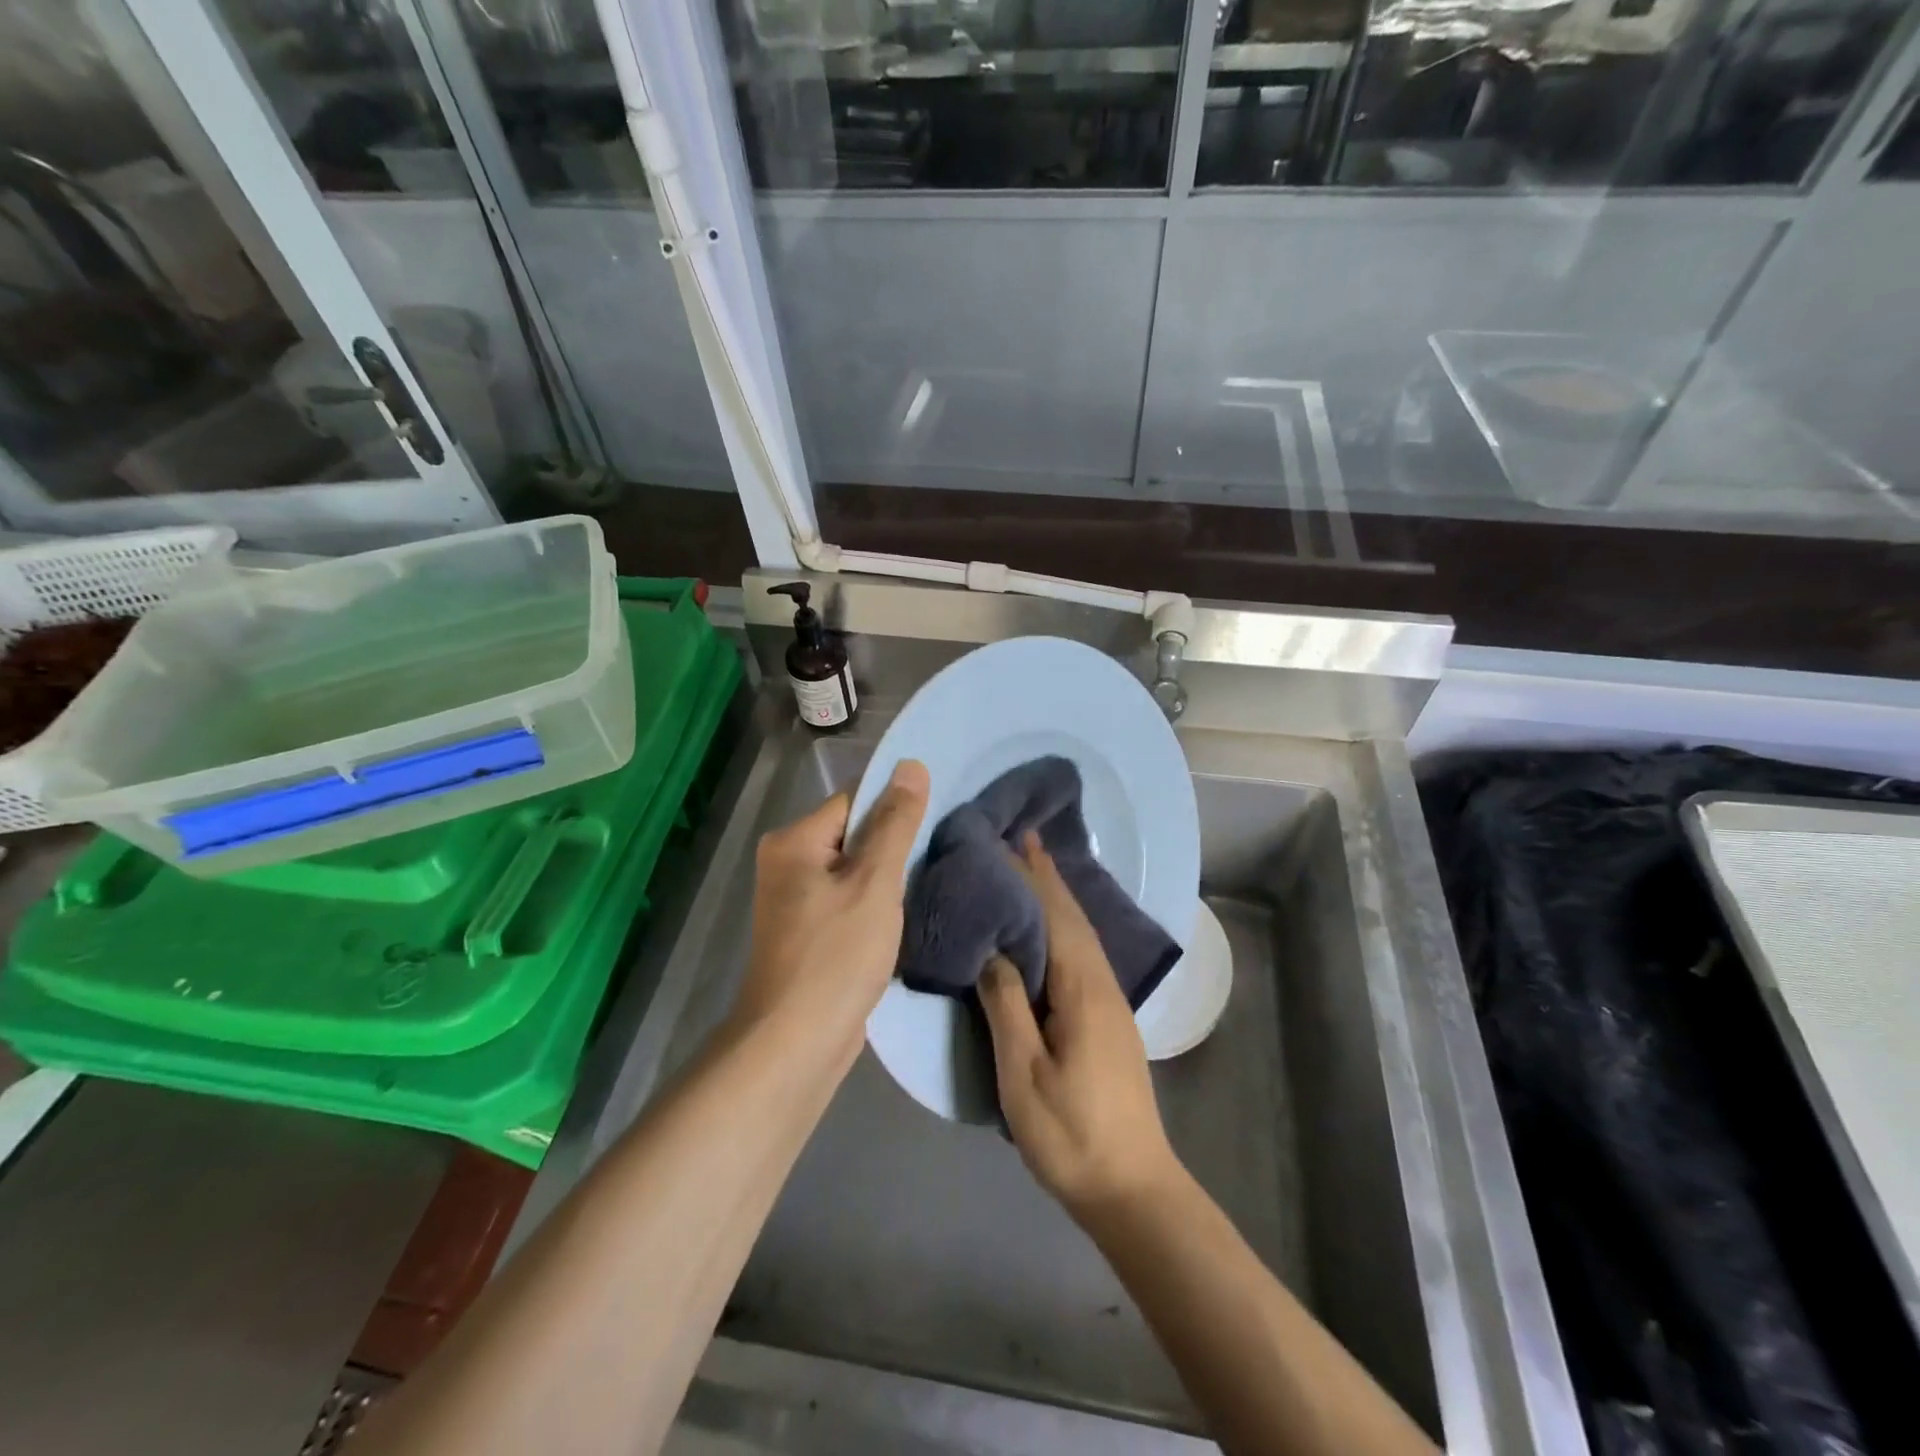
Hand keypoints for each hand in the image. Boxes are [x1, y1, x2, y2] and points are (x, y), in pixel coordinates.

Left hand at [733, 760, 928, 1063]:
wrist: (796, 1045)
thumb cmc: (836, 956)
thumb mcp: (875, 883)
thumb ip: (895, 823)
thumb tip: (911, 764)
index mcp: (794, 841)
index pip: (855, 800)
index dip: (897, 807)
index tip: (938, 819)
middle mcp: (787, 862)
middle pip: (855, 834)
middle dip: (895, 845)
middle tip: (941, 852)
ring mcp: (795, 900)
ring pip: (855, 870)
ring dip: (889, 877)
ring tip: (931, 881)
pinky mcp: (809, 932)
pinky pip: (849, 900)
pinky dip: (875, 904)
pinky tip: (906, 915)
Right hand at [977, 834, 1180, 1220]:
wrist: (1132, 1186)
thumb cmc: (1071, 1133)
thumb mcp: (1024, 1073)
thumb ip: (1006, 1005)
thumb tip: (992, 949)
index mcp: (1082, 988)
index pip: (1054, 915)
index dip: (1031, 877)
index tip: (1009, 840)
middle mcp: (1102, 982)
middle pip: (1073, 916)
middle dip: (1047, 876)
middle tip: (1020, 838)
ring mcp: (1110, 1000)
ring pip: (1081, 933)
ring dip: (1057, 896)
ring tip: (1032, 869)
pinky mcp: (1108, 1018)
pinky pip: (1083, 952)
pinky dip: (1064, 925)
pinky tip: (1052, 929)